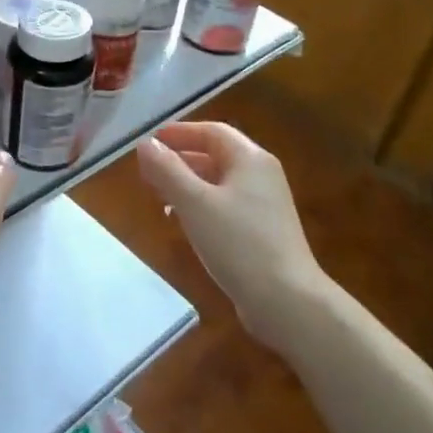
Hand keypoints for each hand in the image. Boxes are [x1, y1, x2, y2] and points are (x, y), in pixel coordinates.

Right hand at [135, 122, 324, 345]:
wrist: (288, 301)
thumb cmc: (239, 243)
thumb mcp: (195, 202)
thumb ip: (167, 170)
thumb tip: (145, 144)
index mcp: (250, 159)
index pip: (212, 132)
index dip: (180, 133)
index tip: (151, 141)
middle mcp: (262, 175)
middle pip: (217, 155)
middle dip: (181, 159)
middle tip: (150, 169)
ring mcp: (266, 205)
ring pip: (221, 182)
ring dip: (189, 183)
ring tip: (160, 196)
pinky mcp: (264, 232)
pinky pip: (227, 206)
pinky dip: (203, 205)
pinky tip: (186, 223)